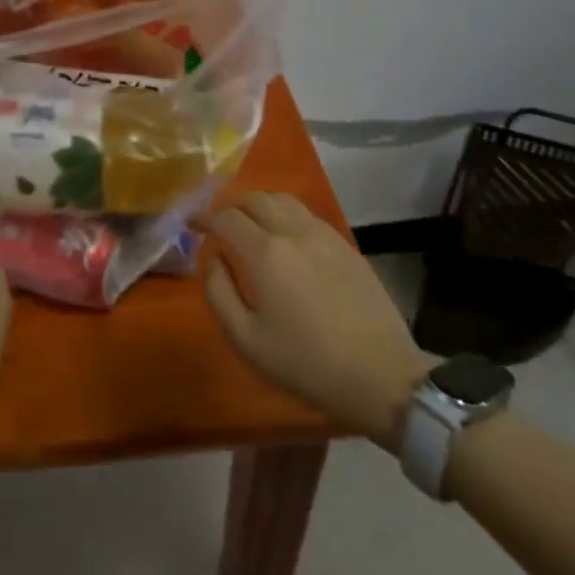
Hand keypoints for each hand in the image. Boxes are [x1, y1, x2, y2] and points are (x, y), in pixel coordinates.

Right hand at [199, 192, 431, 452]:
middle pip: (254, 198)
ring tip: (249, 224)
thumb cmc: (307, 364)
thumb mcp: (246, 340)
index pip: (225, 217)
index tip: (192, 224)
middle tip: (218, 223)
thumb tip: (215, 259)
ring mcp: (323, 234)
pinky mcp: (345, 244)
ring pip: (282, 199)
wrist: (382, 376)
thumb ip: (219, 293)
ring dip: (258, 204)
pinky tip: (284, 238)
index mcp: (265, 253)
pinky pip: (306, 214)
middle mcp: (292, 231)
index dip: (203, 217)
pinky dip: (284, 214)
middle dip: (229, 206)